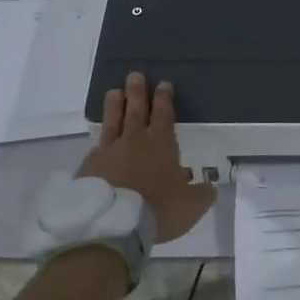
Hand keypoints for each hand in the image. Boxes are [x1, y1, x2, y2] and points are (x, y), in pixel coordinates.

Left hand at [75, 72, 215, 243]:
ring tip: (113, 92)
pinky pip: (95, 148)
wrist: (112, 225)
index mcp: (161, 144)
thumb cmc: (157, 210)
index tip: (163, 84)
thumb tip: (211, 187)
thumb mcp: (191, 206)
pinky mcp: (89, 168)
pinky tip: (97, 139)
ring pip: (112, 123)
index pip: (163, 114)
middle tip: (134, 75)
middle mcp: (134, 142)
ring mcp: (109, 152)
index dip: (164, 98)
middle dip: (136, 92)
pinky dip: (98, 140)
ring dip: (114, 107)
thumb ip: (202, 194)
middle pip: (135, 111)